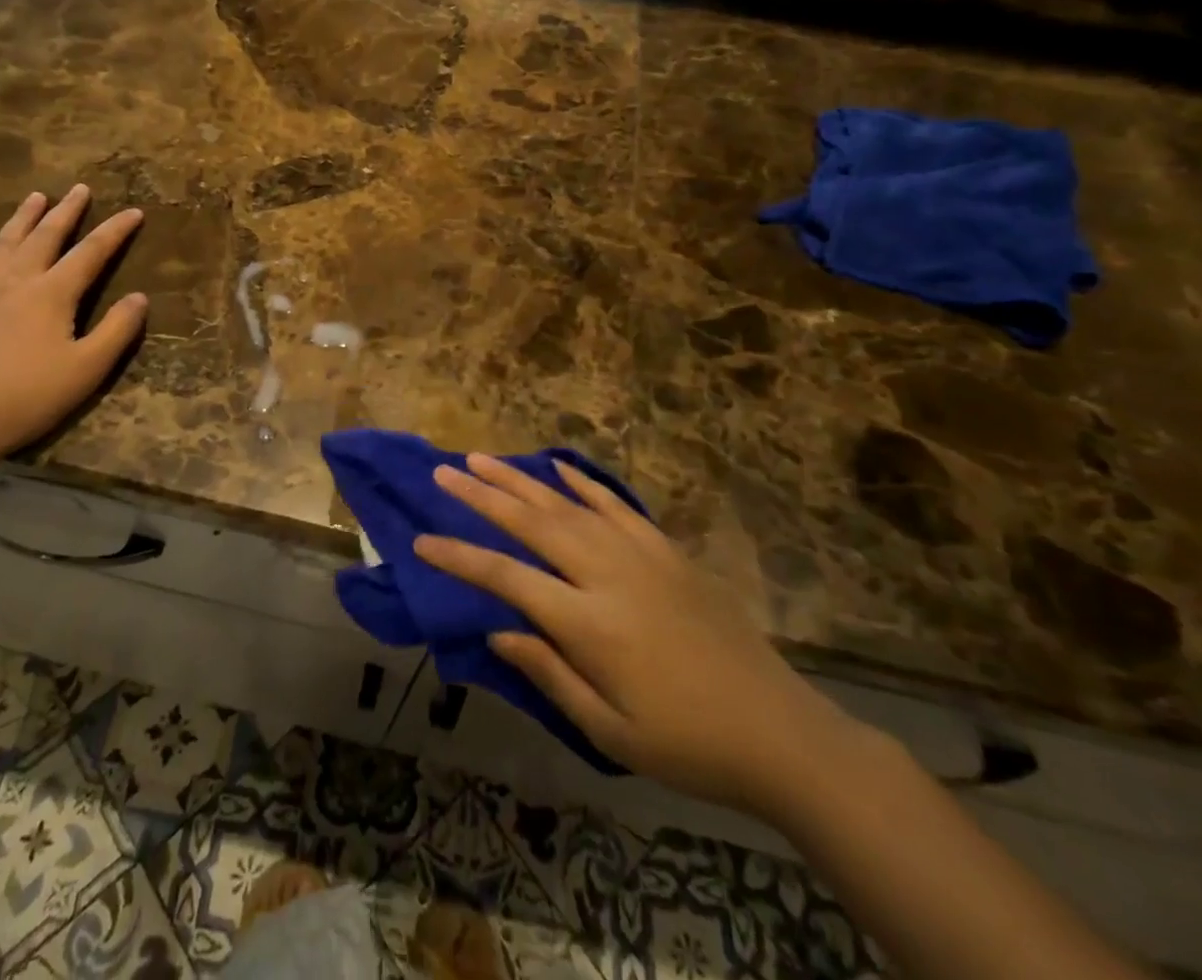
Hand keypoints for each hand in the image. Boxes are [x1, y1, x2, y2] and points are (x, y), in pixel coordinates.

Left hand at [0, 185, 147, 466]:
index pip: (91, 253)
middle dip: (66, 212)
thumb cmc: (30, 397)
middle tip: (79, 189)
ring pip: (2, 246)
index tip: (134, 212)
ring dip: (20, 220)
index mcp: (52, 294)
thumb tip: (140, 297)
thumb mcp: (88, 369)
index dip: (115, 231)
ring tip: (34, 197)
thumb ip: (117, 330)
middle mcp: (16, 283)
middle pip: (45, 238)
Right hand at [415, 455, 860, 820]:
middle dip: (482, 495)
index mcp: (588, 622)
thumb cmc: (687, 744)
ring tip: (482, 458)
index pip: (507, 577)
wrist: (779, 731)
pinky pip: (615, 505)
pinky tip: (558, 465)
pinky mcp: (666, 550)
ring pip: (567, 504)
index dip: (460, 556)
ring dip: (520, 480)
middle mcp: (608, 574)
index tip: (421, 540)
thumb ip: (549, 672)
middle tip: (444, 471)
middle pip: (532, 523)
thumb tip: (497, 629)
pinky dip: (583, 482)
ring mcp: (640, 555)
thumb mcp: (609, 730)